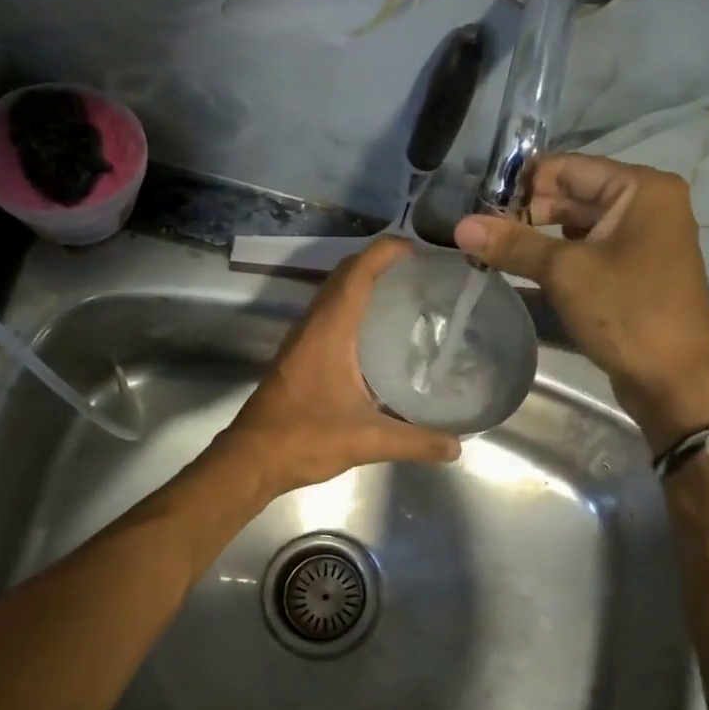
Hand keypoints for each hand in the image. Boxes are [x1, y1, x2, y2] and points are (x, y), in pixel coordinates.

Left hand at [216, 236, 461, 495]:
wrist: (252, 459)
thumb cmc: (305, 439)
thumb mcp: (367, 441)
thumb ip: (415, 441)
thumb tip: (456, 446)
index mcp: (330, 329)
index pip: (359, 271)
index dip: (388, 251)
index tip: (422, 250)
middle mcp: (315, 324)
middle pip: (346, 273)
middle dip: (381, 262)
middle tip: (423, 273)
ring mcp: (304, 338)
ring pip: (335, 292)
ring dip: (366, 283)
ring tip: (407, 295)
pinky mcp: (300, 354)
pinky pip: (330, 313)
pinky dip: (355, 306)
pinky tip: (380, 333)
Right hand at [453, 154, 708, 447]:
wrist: (676, 381)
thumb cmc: (628, 313)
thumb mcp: (566, 273)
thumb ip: (514, 244)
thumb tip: (461, 226)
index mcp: (641, 189)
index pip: (568, 168)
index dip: (521, 183)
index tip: (477, 203)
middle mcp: (646, 205)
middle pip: (572, 195)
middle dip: (525, 212)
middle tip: (477, 231)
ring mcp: (641, 241)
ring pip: (577, 226)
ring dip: (536, 237)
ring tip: (491, 250)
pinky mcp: (633, 273)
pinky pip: (587, 253)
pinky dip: (556, 258)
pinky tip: (520, 270)